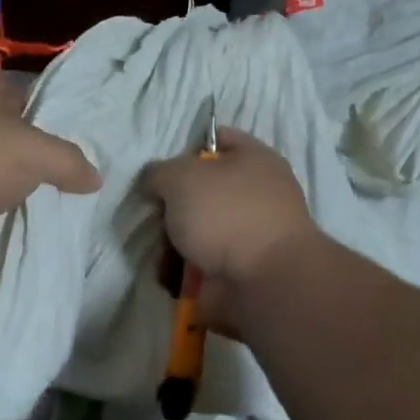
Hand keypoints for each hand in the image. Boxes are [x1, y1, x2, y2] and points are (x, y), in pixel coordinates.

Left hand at [0, 68, 101, 265]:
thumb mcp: (38, 152)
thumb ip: (70, 162)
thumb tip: (96, 178)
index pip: (15, 85)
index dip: (39, 99)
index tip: (64, 121)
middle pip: (3, 126)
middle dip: (27, 142)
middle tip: (64, 162)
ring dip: (9, 176)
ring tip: (46, 191)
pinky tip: (16, 214)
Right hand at [141, 128, 320, 329]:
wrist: (264, 281)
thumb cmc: (226, 214)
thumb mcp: (181, 177)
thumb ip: (159, 172)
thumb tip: (155, 183)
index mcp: (254, 159)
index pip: (218, 138)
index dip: (187, 148)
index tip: (163, 169)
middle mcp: (256, 193)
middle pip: (202, 190)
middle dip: (173, 205)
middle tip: (157, 215)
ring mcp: (249, 234)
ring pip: (197, 229)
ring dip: (173, 241)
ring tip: (161, 251)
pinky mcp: (240, 269)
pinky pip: (201, 263)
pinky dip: (182, 270)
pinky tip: (170, 275)